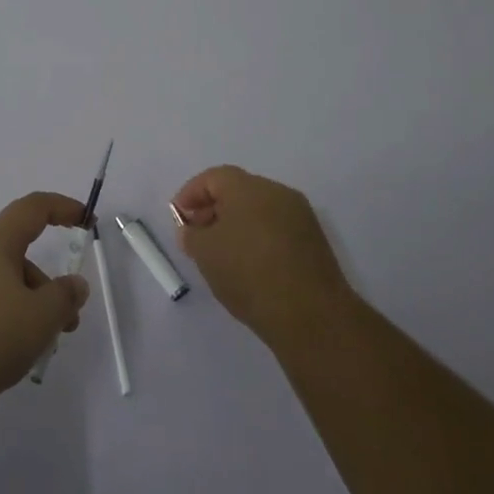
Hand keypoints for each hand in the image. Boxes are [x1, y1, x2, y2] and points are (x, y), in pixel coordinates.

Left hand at [0, 192, 91, 412]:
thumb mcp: (39, 320)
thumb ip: (64, 298)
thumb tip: (74, 284)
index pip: (31, 209)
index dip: (61, 208)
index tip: (85, 218)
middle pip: (14, 254)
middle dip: (43, 285)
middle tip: (63, 325)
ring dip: (20, 304)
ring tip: (31, 350)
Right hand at [171, 165, 350, 347]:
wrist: (311, 316)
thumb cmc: (248, 274)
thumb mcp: (205, 253)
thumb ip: (191, 235)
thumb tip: (192, 230)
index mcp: (249, 187)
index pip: (213, 177)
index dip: (191, 194)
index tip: (179, 217)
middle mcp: (277, 193)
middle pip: (238, 191)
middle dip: (213, 209)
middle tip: (197, 236)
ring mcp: (301, 217)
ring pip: (259, 211)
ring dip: (237, 225)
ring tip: (222, 254)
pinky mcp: (315, 242)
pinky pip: (277, 230)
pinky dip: (259, 239)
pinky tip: (249, 266)